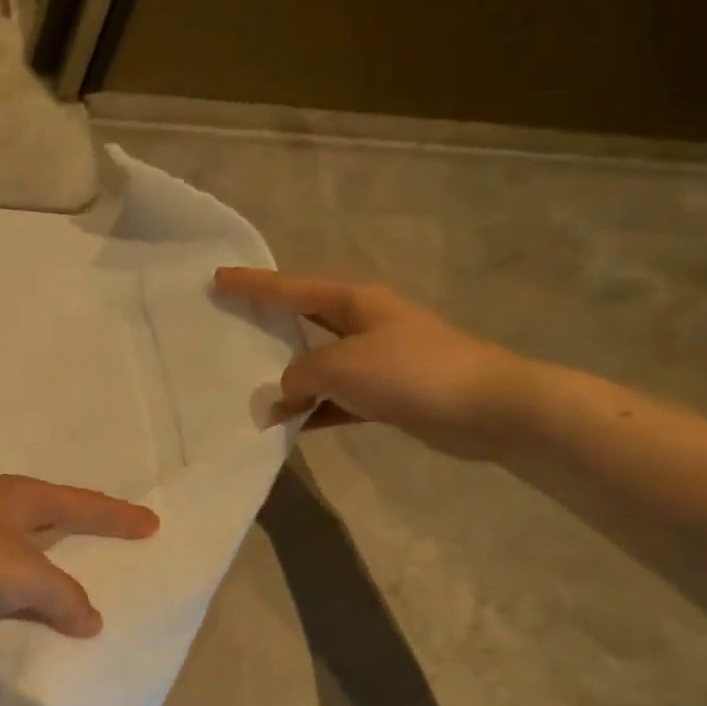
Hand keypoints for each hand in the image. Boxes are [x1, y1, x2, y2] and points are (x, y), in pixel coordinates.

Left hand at [0, 475, 159, 639]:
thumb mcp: (25, 575)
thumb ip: (64, 596)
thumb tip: (91, 620)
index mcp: (20, 497)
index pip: (81, 505)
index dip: (116, 517)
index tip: (151, 525)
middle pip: (53, 523)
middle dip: (83, 537)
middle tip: (118, 551)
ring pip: (24, 558)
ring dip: (49, 576)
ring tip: (81, 597)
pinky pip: (1, 585)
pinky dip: (20, 600)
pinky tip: (30, 620)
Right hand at [214, 269, 540, 460]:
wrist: (487, 408)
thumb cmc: (409, 372)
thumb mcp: (339, 367)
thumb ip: (299, 376)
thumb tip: (285, 394)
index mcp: (355, 302)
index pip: (292, 289)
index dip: (253, 285)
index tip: (218, 278)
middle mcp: (366, 324)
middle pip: (305, 321)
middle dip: (269, 327)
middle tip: (231, 329)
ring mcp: (379, 360)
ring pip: (319, 366)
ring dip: (290, 382)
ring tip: (252, 395)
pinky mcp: (389, 394)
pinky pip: (337, 400)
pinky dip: (315, 411)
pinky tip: (291, 427)